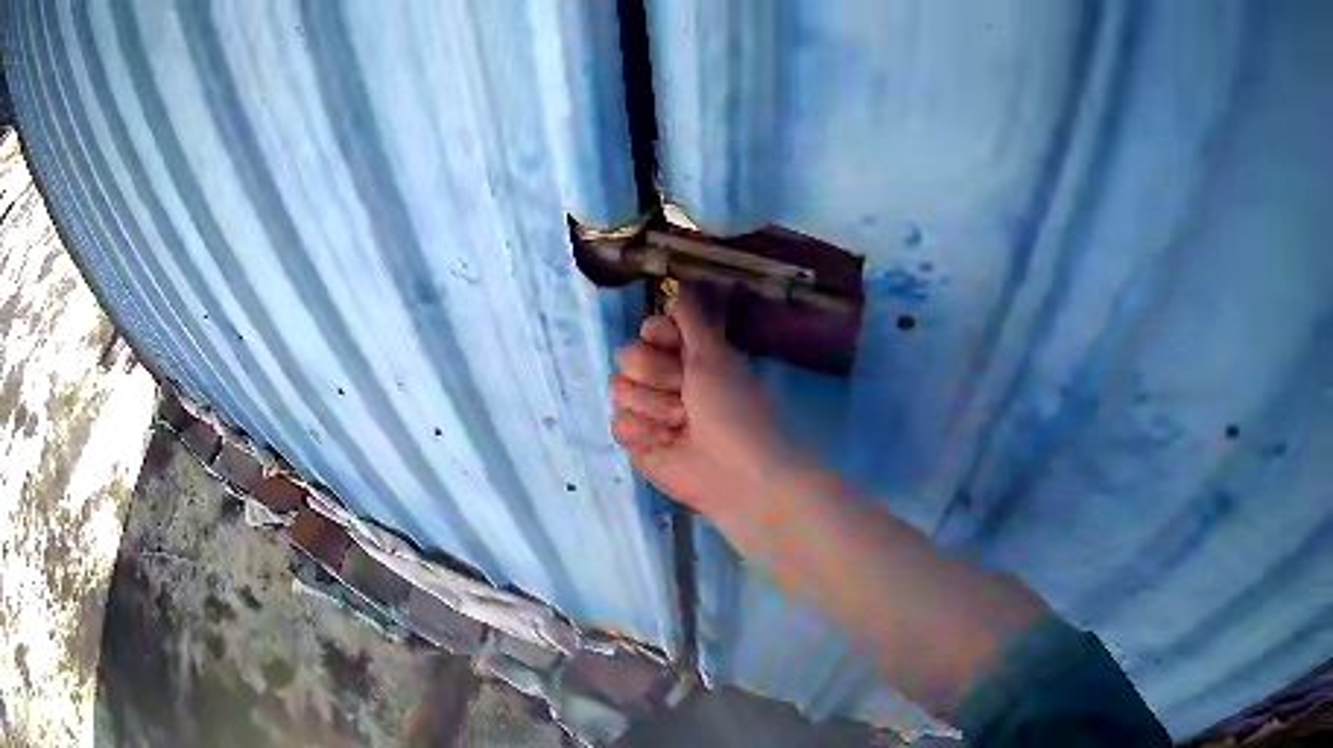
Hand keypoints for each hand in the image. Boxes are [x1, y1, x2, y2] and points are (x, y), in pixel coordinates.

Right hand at [610, 291, 788, 521]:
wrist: (737, 473)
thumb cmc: (734, 409)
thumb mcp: (715, 355)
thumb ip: (691, 318)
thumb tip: (678, 284)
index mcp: (687, 355)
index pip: (648, 329)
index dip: (655, 336)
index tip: (674, 348)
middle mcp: (665, 380)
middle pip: (627, 356)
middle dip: (656, 376)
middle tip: (685, 394)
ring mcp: (649, 412)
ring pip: (618, 390)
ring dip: (652, 407)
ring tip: (681, 424)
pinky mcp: (638, 443)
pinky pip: (617, 425)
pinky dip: (643, 434)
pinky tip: (667, 444)